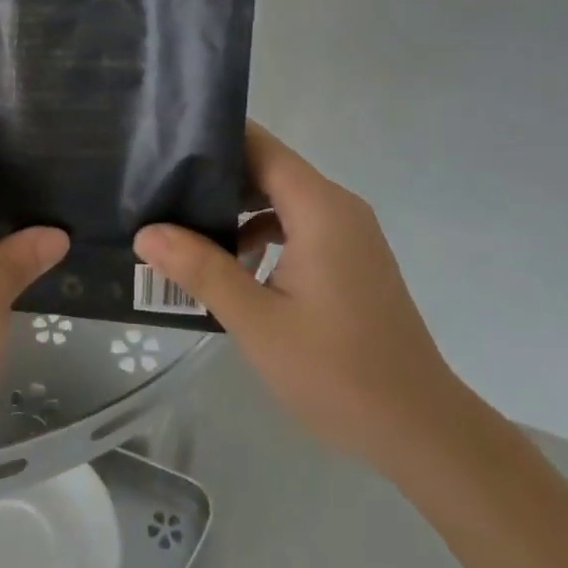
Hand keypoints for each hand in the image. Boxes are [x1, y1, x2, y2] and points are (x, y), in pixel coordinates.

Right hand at [134, 123, 466, 477]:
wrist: (420, 428)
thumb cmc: (336, 371)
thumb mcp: (256, 321)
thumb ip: (201, 270)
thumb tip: (146, 232)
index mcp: (319, 207)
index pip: (260, 146)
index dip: (214, 138)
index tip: (166, 146)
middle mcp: (338, 206)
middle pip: (270, 169)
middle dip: (218, 177)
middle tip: (163, 192)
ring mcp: (350, 233)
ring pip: (284, 199)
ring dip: (240, 210)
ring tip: (187, 229)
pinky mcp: (353, 258)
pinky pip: (301, 226)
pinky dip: (266, 233)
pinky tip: (235, 266)